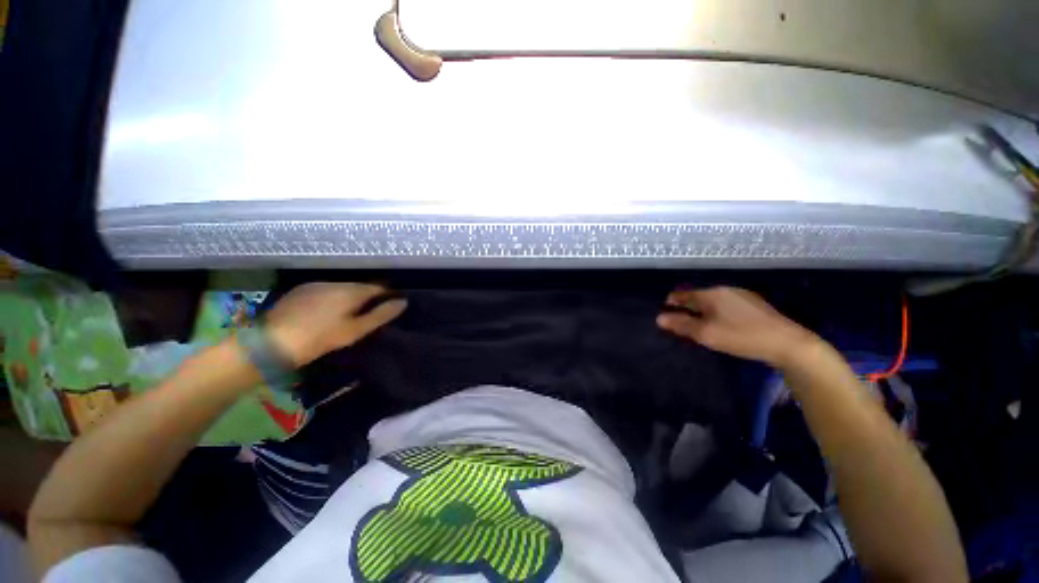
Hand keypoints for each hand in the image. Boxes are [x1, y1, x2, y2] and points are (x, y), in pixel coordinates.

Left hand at [263, 283, 406, 366]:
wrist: (270, 342)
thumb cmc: (320, 338)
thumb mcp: (355, 330)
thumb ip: (381, 315)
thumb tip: (403, 302)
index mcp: (351, 291)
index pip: (379, 286)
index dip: (388, 294)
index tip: (392, 304)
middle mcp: (335, 282)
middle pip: (360, 286)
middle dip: (369, 296)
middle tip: (371, 312)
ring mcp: (315, 285)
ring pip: (342, 287)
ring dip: (350, 296)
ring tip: (350, 312)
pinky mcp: (300, 291)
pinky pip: (325, 290)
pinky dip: (333, 297)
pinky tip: (327, 311)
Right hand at [657, 287, 817, 366]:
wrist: (788, 343)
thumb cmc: (741, 336)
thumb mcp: (706, 333)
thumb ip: (681, 325)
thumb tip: (659, 318)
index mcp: (711, 294)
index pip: (683, 295)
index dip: (671, 302)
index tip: (664, 311)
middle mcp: (724, 290)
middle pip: (698, 297)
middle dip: (686, 307)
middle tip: (679, 321)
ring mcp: (742, 296)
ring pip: (713, 301)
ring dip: (702, 310)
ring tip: (698, 323)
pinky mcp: (755, 305)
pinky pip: (726, 305)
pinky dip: (716, 312)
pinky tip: (721, 323)